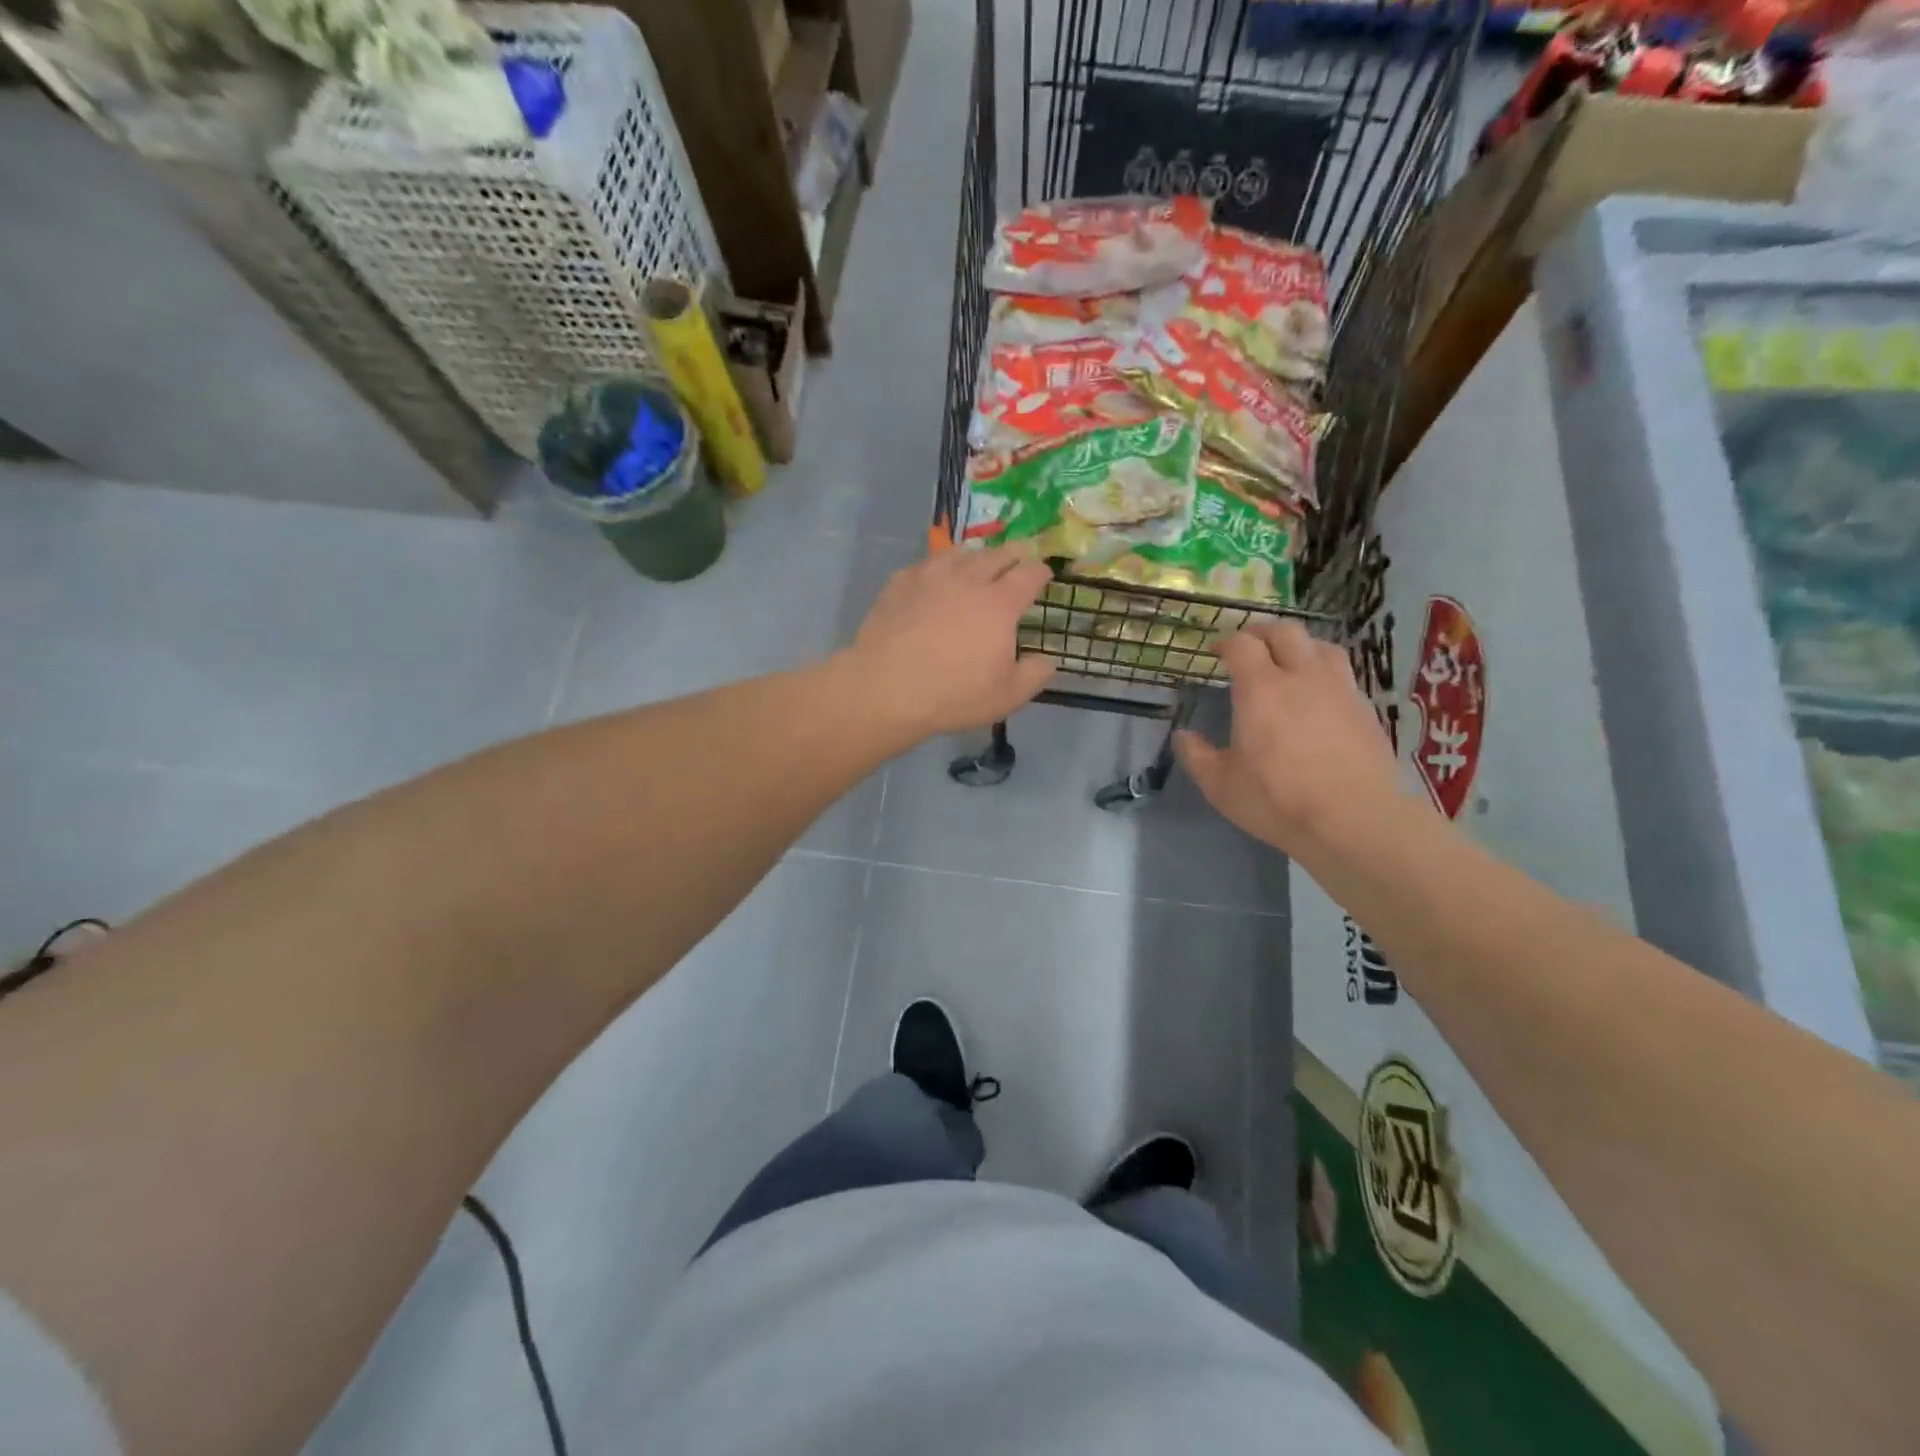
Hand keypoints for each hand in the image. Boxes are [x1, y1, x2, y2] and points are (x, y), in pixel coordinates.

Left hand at [848, 545, 1056, 736]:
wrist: (886, 688)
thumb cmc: (953, 695)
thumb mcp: (1007, 696)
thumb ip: (1035, 674)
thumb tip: (1048, 659)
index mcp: (1000, 603)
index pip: (1030, 573)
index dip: (1041, 571)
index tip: (1045, 574)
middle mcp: (968, 579)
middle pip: (998, 554)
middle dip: (1014, 554)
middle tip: (1019, 560)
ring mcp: (931, 576)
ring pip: (961, 552)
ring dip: (977, 556)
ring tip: (978, 564)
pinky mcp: (900, 582)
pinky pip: (928, 563)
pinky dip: (941, 567)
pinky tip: (936, 579)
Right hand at [1175, 620, 1403, 854]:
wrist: (1353, 820)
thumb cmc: (1277, 800)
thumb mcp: (1221, 785)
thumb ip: (1197, 756)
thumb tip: (1183, 735)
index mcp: (1260, 689)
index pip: (1242, 644)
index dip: (1226, 642)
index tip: (1216, 652)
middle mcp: (1301, 677)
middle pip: (1285, 632)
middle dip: (1263, 633)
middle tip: (1250, 647)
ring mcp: (1339, 689)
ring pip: (1321, 645)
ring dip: (1299, 646)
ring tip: (1289, 661)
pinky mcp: (1365, 708)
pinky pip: (1343, 672)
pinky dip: (1324, 671)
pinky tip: (1319, 693)